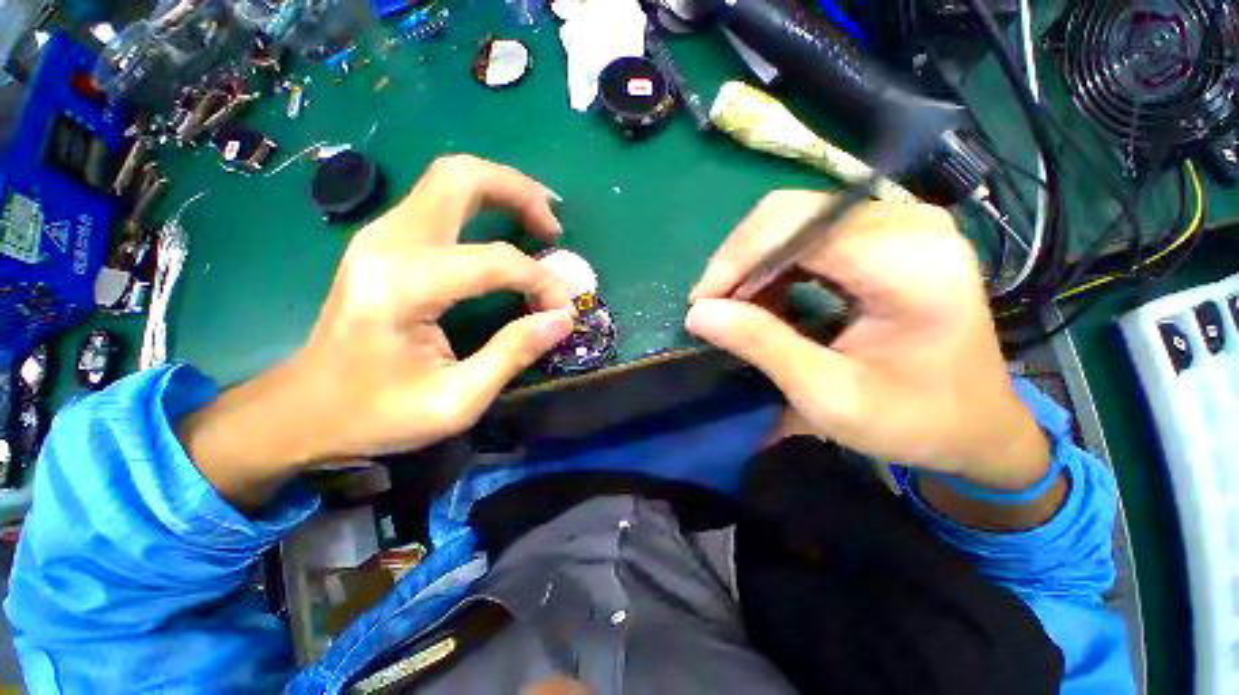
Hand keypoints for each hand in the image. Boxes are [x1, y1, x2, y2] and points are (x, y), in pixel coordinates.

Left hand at [179, 156, 575, 506]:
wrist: (304, 410)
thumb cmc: (376, 414)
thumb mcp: (455, 401)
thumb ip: (513, 353)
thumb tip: (562, 319)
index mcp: (403, 286)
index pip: (495, 261)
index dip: (542, 282)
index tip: (564, 309)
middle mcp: (388, 243)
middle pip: (461, 177)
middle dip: (520, 193)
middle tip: (554, 229)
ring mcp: (381, 235)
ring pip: (450, 178)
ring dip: (503, 191)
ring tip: (540, 223)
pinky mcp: (385, 243)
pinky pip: (442, 200)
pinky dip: (484, 204)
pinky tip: (507, 227)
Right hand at [686, 191, 1048, 490]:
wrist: (975, 425)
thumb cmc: (912, 420)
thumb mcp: (828, 394)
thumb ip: (762, 345)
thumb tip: (698, 314)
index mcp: (909, 262)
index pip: (797, 228)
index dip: (736, 261)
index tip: (702, 304)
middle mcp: (909, 224)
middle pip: (791, 213)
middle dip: (739, 260)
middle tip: (715, 306)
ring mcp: (901, 223)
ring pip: (794, 218)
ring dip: (754, 263)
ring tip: (739, 308)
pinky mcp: (889, 235)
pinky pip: (810, 233)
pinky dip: (775, 265)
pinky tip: (767, 298)